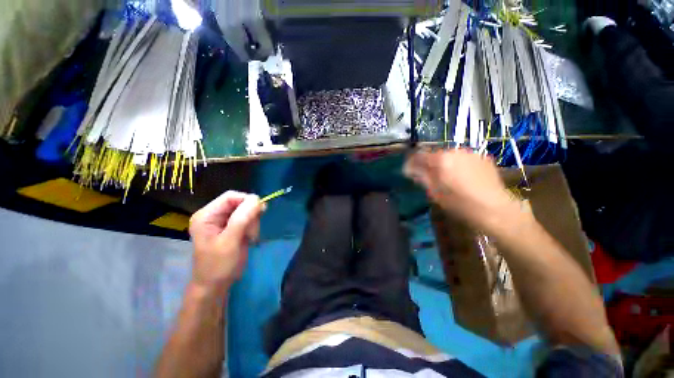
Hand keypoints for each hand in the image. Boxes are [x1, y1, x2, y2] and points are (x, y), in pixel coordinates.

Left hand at [189, 191, 263, 295]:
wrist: (216, 286)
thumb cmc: (218, 265)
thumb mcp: (230, 241)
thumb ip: (242, 218)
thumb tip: (257, 198)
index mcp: (207, 215)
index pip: (231, 196)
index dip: (247, 201)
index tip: (260, 212)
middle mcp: (214, 215)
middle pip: (240, 203)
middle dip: (250, 215)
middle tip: (251, 232)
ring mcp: (224, 221)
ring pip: (247, 211)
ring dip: (253, 223)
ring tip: (250, 237)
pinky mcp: (232, 227)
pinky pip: (248, 219)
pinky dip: (253, 227)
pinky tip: (250, 238)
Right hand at [404, 149, 517, 229]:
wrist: (495, 209)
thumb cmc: (459, 203)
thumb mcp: (435, 192)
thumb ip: (421, 177)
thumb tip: (410, 169)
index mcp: (441, 160)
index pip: (420, 155)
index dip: (412, 162)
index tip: (408, 170)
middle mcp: (455, 151)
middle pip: (435, 154)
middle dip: (428, 163)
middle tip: (427, 176)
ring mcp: (471, 153)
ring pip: (450, 156)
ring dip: (443, 164)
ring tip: (446, 177)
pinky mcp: (483, 158)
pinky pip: (463, 159)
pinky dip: (458, 165)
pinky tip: (462, 177)